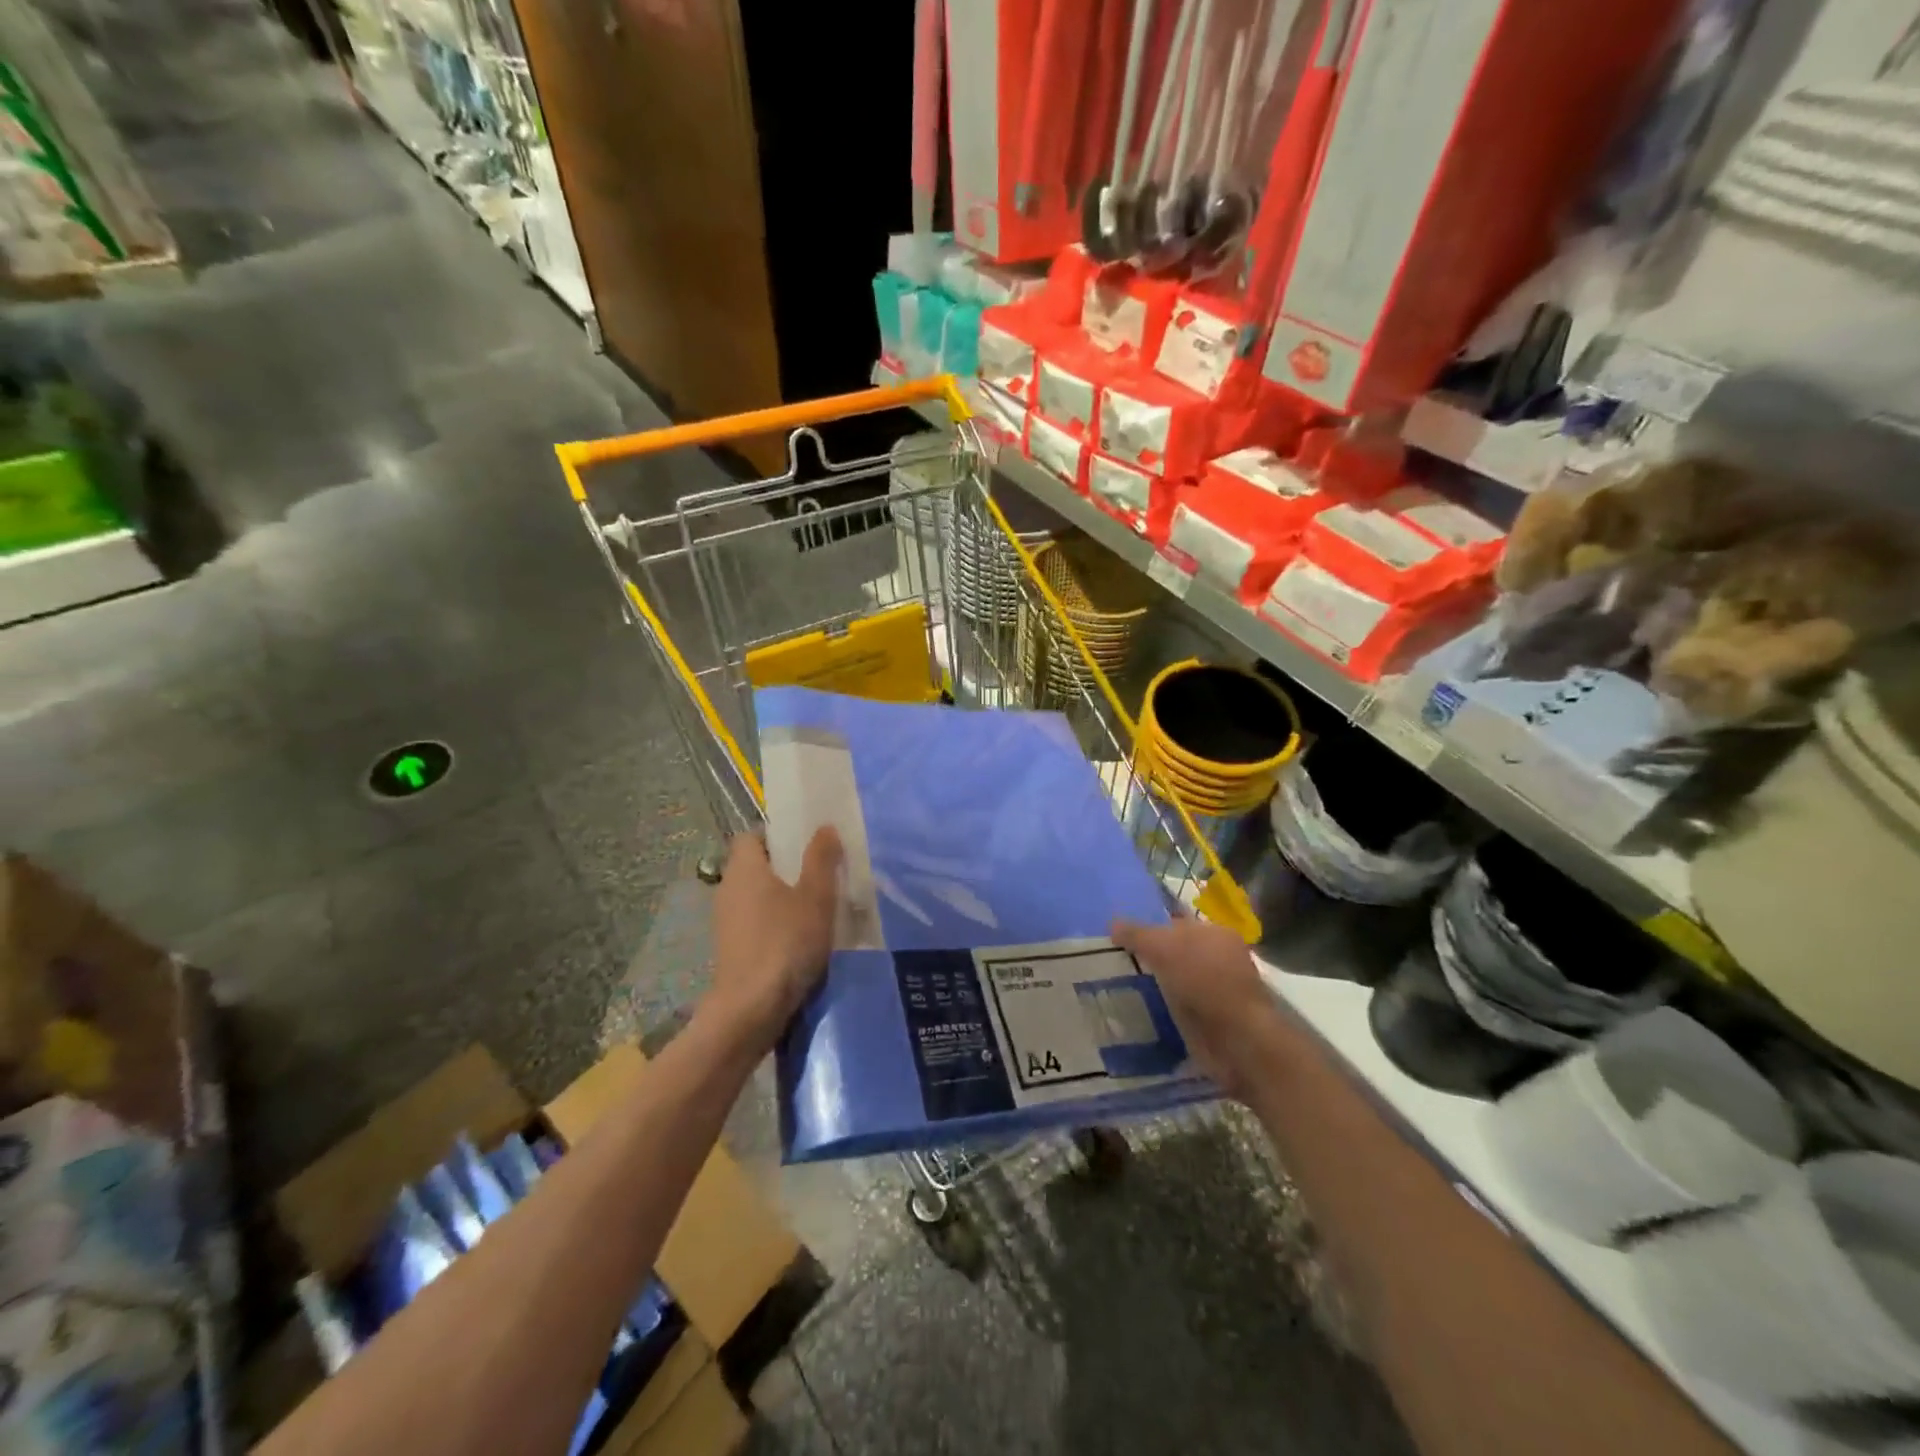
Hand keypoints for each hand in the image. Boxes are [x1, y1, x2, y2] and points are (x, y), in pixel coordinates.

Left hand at [708, 829, 842, 1045]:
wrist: (752, 1007)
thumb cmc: (786, 941)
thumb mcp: (815, 896)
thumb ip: (821, 859)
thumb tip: (824, 827)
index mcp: (744, 868)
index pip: (751, 836)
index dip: (777, 836)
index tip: (805, 845)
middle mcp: (728, 889)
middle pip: (754, 866)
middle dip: (785, 867)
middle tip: (820, 873)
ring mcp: (726, 921)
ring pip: (756, 896)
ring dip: (781, 897)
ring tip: (816, 906)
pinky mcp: (731, 948)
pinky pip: (754, 921)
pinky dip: (774, 922)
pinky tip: (800, 937)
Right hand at [1114, 914, 1285, 1100]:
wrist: (1237, 1039)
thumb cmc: (1203, 980)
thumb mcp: (1162, 946)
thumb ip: (1136, 934)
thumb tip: (1113, 923)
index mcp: (1216, 932)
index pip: (1176, 923)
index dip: (1150, 929)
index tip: (1122, 941)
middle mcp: (1221, 958)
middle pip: (1177, 953)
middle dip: (1152, 958)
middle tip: (1118, 964)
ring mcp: (1219, 991)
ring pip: (1178, 981)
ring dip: (1157, 987)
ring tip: (1123, 990)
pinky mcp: (1213, 1021)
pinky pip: (1180, 1008)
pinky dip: (1165, 1010)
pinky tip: (1143, 1012)